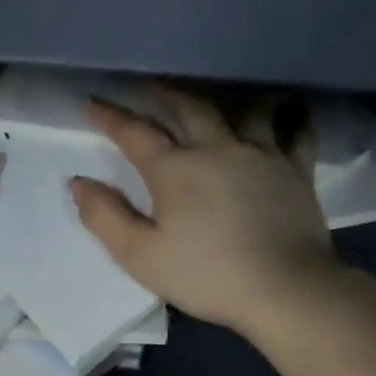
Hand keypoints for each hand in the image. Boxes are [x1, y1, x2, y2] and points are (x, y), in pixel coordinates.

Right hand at [72, 85, 341, 336]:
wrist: (283, 288)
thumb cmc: (205, 275)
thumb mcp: (140, 256)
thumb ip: (105, 217)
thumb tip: (79, 183)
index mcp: (174, 169)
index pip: (134, 133)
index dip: (109, 116)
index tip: (90, 102)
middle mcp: (217, 148)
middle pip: (187, 107)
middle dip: (162, 93)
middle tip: (147, 87)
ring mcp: (262, 154)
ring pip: (241, 108)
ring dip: (222, 98)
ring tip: (213, 97)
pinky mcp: (296, 170)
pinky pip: (295, 130)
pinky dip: (288, 116)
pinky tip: (286, 112)